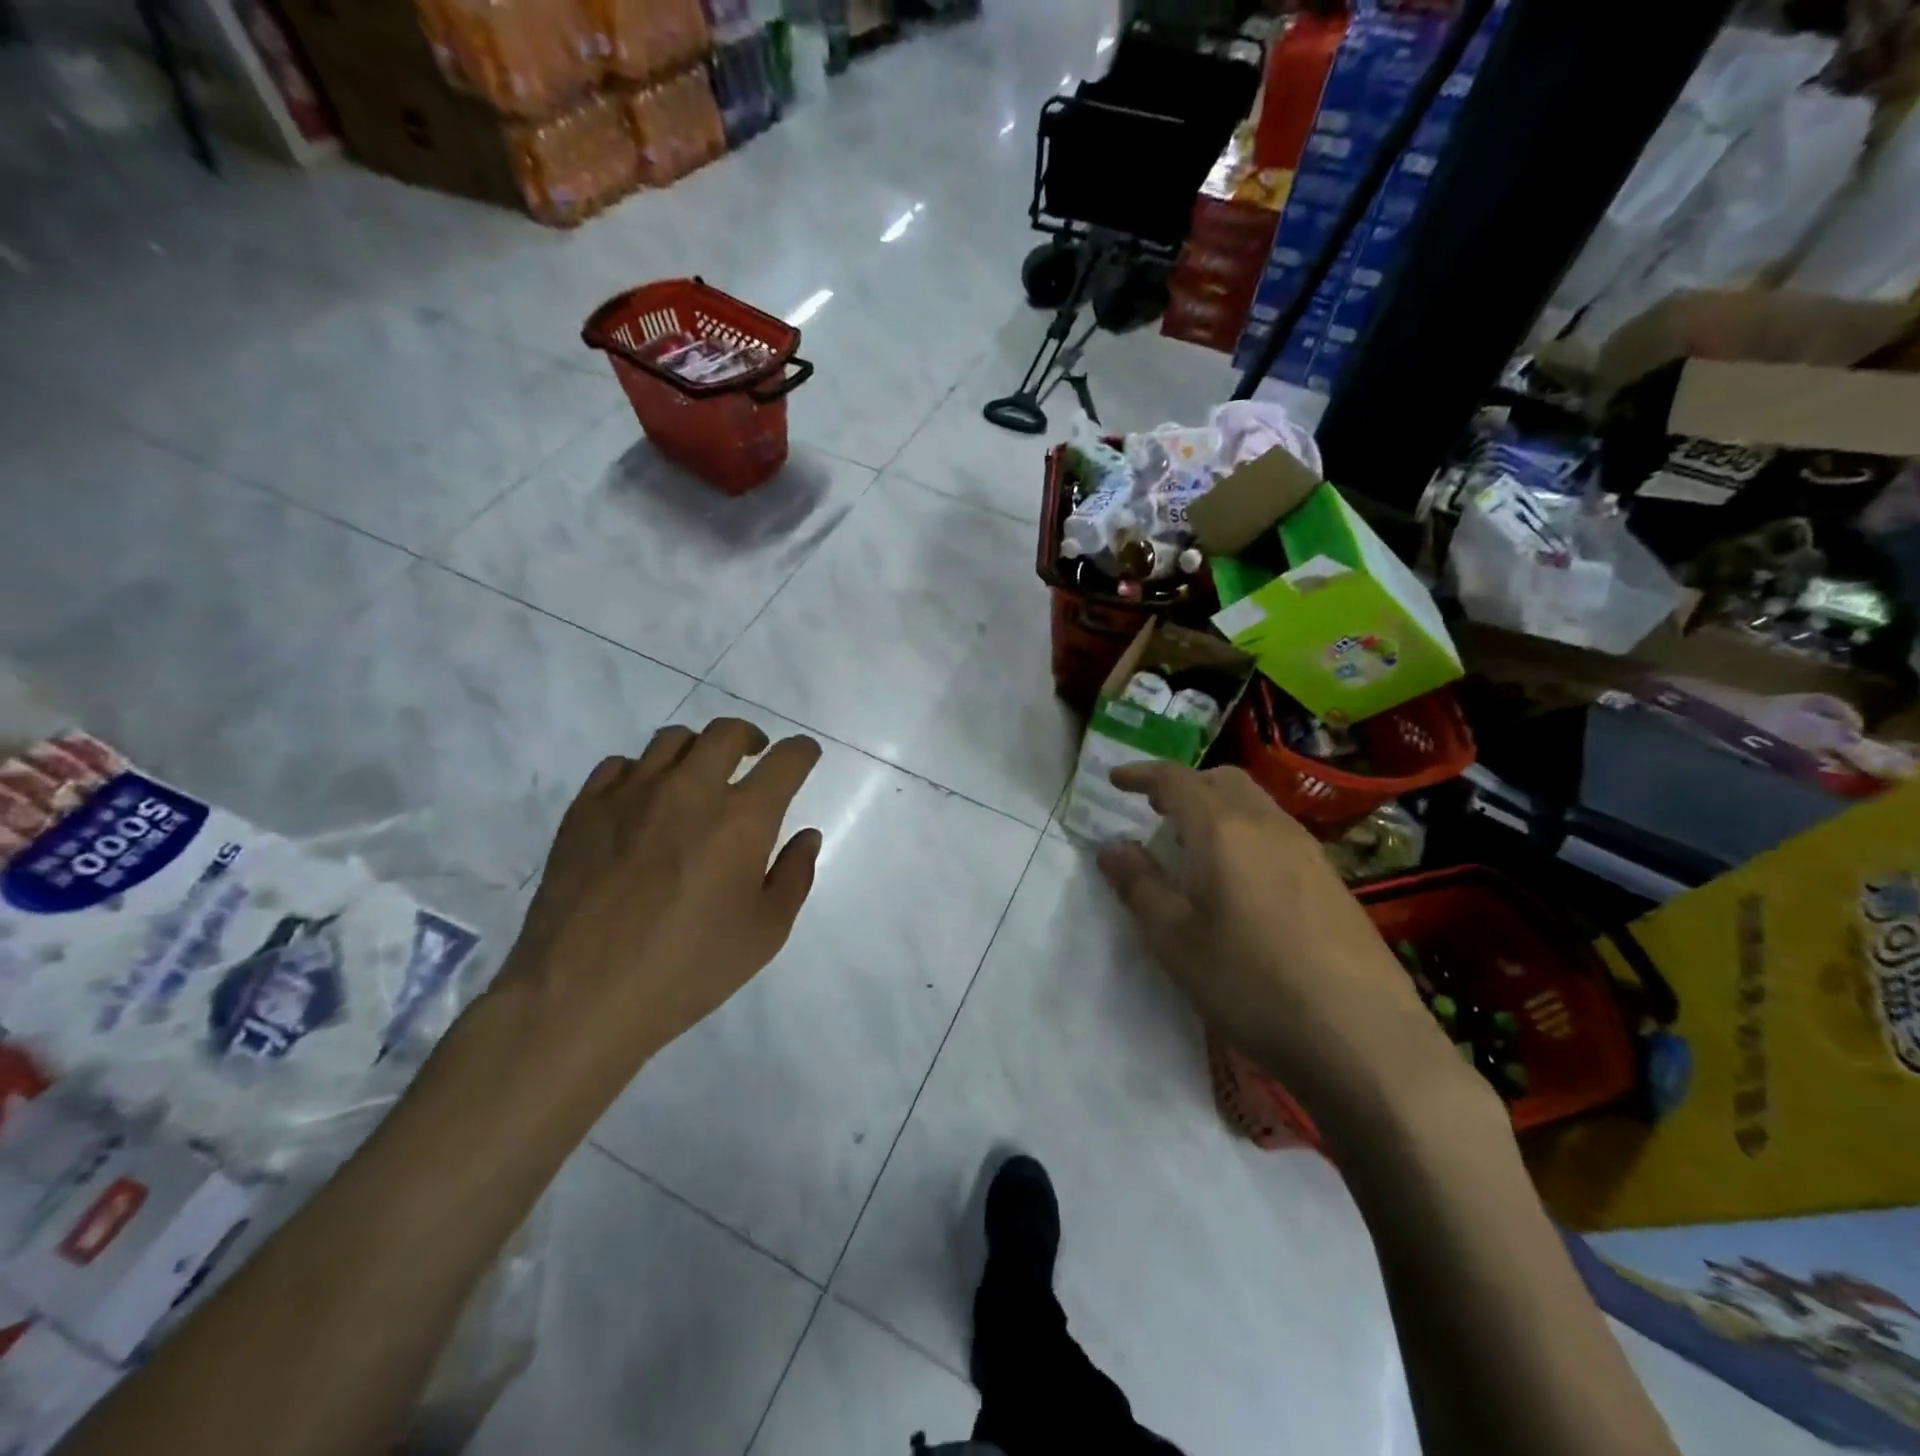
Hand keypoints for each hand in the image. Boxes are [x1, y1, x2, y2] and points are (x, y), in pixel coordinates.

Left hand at [476, 719, 822, 1134]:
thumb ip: (794, 876)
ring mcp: (633, 794)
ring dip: (698, 750)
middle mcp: (691, 790)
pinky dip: (643, 771)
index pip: (786, 760)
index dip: (803, 751)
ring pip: (673, 740)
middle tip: (754, 756)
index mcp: (742, 819)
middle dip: (751, 738)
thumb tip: (807, 835)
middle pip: (728, 733)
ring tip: (699, 775)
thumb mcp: (765, 934)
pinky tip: (645, 800)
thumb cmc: (688, 969)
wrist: (580, 996)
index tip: (805, 755)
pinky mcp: (586, 808)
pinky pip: (621, 765)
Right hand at [1096, 763, 1480, 1135]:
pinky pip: (1277, 833)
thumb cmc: (1252, 984)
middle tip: (1155, 810)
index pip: (1176, 780)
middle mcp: (1268, 826)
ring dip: (1217, 807)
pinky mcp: (1332, 880)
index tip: (1116, 780)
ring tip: (1193, 845)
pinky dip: (1246, 833)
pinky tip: (1240, 880)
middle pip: (1222, 780)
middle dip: (1184, 785)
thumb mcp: (1176, 940)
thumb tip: (1112, 847)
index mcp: (1224, 830)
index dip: (1142, 775)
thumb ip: (1139, 885)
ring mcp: (1308, 851)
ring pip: (1255, 804)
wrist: (1364, 1038)